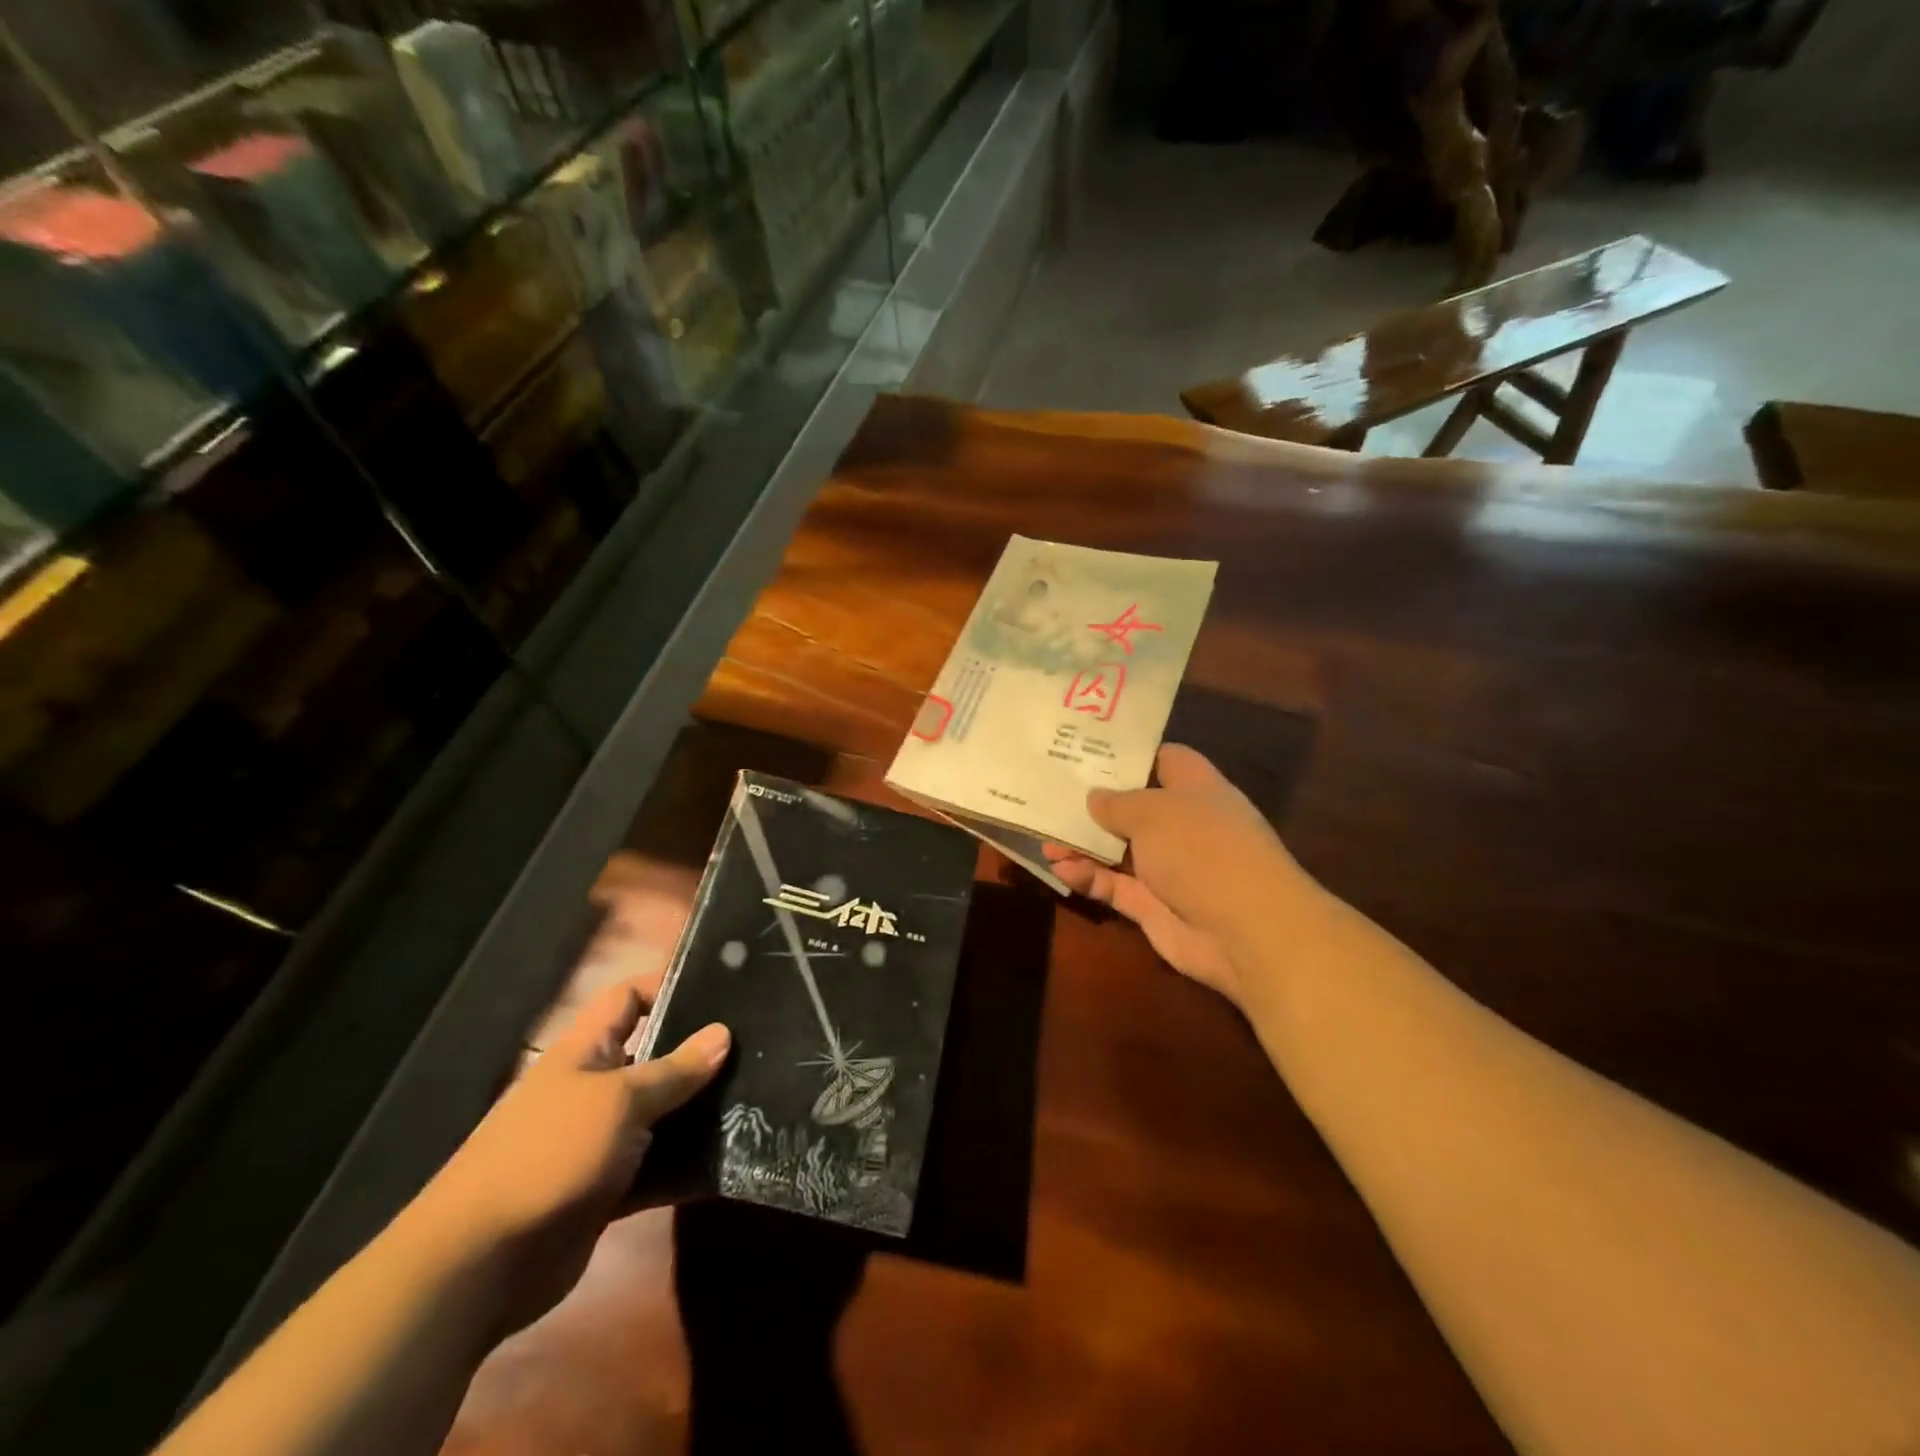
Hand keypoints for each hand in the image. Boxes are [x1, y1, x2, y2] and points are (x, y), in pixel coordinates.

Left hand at [413, 976, 727, 1337]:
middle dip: (700, 1053)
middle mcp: (593, 1088)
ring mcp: (599, 1141)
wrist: (479, 1266)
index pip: (629, 998)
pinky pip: (657, 1166)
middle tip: (758, 1045)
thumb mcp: (619, 1101)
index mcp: (585, 1051)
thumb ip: (675, 1069)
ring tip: (760, 1097)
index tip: (722, 987)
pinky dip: (687, 1164)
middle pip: (654, 1055)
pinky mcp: (607, 1188)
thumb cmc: (550, 1154)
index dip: (669, 985)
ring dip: (700, 1112)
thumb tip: (723, 1032)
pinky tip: (732, 1159)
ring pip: (661, 1114)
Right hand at [1045, 744, 1315, 1011]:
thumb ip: (1118, 803)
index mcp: (1195, 789)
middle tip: (1049, 791)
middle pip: (1132, 806)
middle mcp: (1182, 824)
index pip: (1163, 759)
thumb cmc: (1203, 849)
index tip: (1087, 749)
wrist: (1246, 931)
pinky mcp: (1152, 904)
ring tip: (1043, 837)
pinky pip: (1113, 885)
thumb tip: (1094, 797)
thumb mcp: (1155, 812)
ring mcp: (1168, 867)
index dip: (1129, 754)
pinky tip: (1059, 867)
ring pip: (1116, 848)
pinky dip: (1088, 876)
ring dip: (1081, 843)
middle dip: (1093, 801)